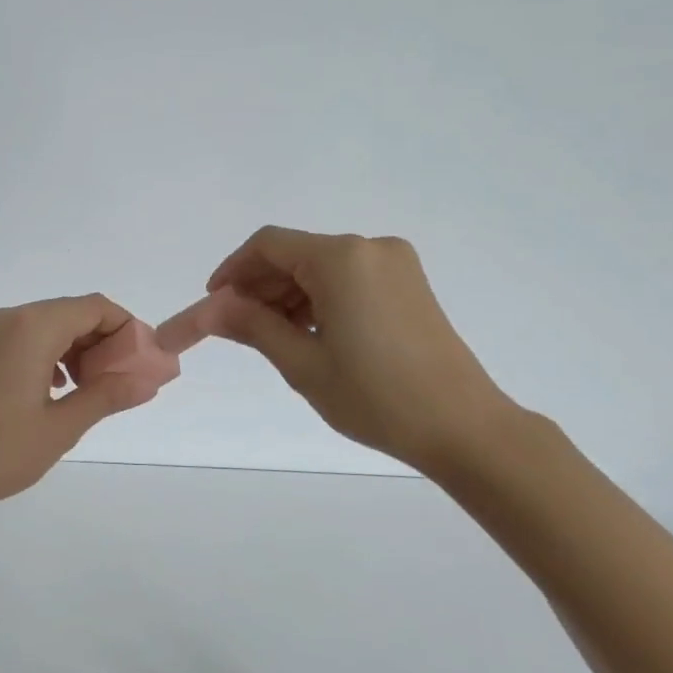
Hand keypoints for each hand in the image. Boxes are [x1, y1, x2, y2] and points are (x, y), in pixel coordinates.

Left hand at [0, 295, 156, 517]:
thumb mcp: (62, 426)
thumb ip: (108, 395)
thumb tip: (149, 380)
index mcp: (31, 327)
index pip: (94, 307)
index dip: (126, 328)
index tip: (143, 361)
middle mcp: (7, 317)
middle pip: (70, 313)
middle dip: (102, 341)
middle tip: (120, 380)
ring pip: (46, 325)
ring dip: (76, 348)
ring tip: (90, 389)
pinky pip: (23, 338)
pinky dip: (48, 354)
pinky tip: (56, 389)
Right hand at [206, 227, 517, 473]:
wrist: (463, 427)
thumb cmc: (375, 397)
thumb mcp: (303, 363)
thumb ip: (252, 326)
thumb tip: (210, 309)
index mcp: (341, 259)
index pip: (269, 245)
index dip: (233, 271)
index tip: (214, 305)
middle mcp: (369, 247)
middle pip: (296, 254)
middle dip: (260, 286)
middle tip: (237, 329)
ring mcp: (395, 264)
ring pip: (321, 267)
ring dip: (289, 295)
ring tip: (273, 338)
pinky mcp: (409, 284)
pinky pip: (348, 278)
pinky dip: (320, 299)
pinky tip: (309, 333)